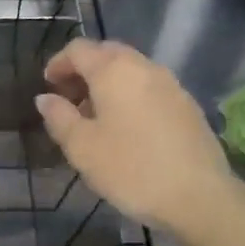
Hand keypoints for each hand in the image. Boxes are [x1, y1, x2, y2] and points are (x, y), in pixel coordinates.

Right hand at [35, 38, 236, 235]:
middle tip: (69, 99)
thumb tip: (45, 98)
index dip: (58, 63)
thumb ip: (59, 117)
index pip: (79, 49)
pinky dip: (130, 95)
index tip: (48, 86)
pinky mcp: (187, 104)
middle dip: (84, 70)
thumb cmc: (131, 169)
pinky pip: (149, 87)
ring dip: (108, 83)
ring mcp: (170, 84)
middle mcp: (144, 67)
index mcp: (114, 70)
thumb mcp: (82, 147)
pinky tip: (126, 127)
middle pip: (107, 53)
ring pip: (131, 70)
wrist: (199, 196)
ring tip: (95, 116)